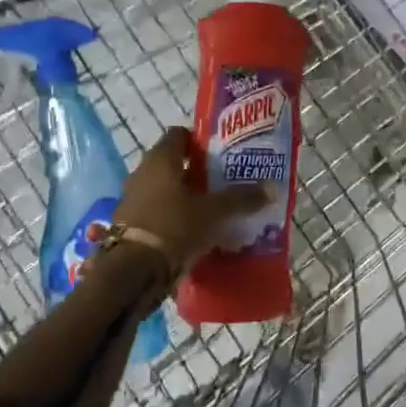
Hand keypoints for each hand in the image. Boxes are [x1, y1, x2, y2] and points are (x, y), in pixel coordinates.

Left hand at [116, 127, 269, 273]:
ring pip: (166, 190)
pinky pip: (159, 213)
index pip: (179, 135)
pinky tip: (196, 231)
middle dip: (198, 172)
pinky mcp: (131, 226)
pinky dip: (175, 218)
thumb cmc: (174, 226)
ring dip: (186, 197)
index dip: (200, 141)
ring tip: (214, 209)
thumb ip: (242, 198)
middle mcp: (143, 173)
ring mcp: (134, 200)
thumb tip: (273, 187)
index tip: (221, 154)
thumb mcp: (214, 212)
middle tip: (224, 182)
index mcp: (161, 159)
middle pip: (174, 164)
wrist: (134, 272)